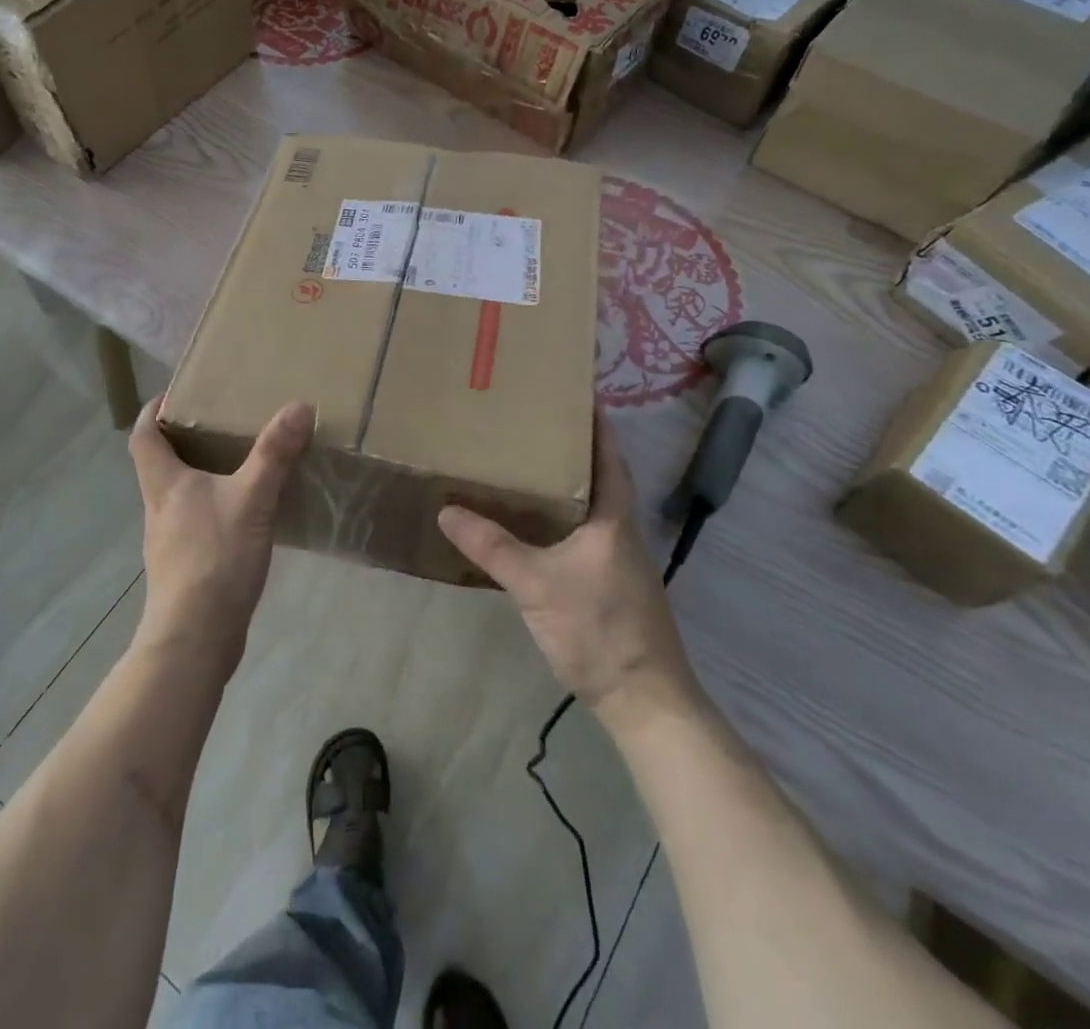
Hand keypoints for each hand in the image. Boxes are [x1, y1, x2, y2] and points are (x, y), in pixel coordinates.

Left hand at [128, 396, 313, 668]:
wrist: (194, 639)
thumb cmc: (214, 559)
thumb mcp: (251, 499)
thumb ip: (274, 454)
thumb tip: (298, 406)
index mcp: (163, 482)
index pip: (143, 433)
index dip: (155, 410)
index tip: (179, 395)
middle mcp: (159, 506)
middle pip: (160, 461)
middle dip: (185, 438)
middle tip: (222, 422)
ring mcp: (169, 539)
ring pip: (179, 493)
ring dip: (202, 474)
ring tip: (239, 462)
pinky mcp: (184, 566)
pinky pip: (196, 522)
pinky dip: (214, 508)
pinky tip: (245, 514)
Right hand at [438, 411, 697, 723]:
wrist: (643, 699)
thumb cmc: (599, 629)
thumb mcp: (537, 584)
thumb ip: (492, 546)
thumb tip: (447, 509)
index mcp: (612, 515)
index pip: (607, 453)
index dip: (594, 420)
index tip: (571, 390)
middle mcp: (618, 527)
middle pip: (596, 472)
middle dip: (570, 445)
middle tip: (529, 421)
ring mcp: (615, 556)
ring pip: (586, 503)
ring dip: (563, 479)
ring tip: (521, 460)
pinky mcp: (606, 580)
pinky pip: (578, 530)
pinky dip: (556, 514)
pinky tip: (528, 520)